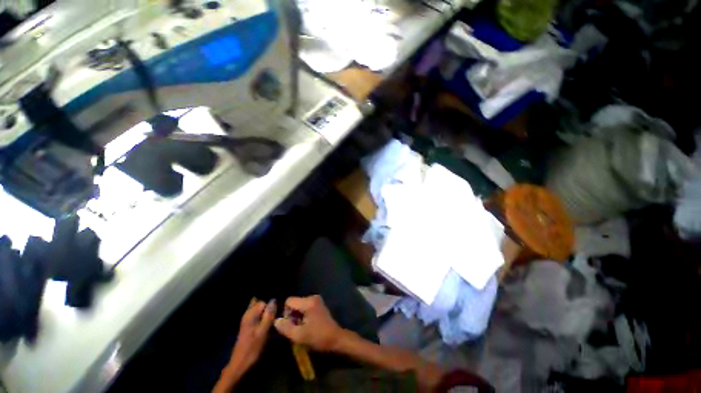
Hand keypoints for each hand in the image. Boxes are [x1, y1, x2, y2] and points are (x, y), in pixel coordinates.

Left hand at [228, 299, 276, 371]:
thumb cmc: (252, 348)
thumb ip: (268, 315)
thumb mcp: (263, 332)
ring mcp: (249, 319)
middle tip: (281, 309)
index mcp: (250, 314)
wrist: (240, 365)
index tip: (281, 307)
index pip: (264, 300)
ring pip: (260, 308)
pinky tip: (272, 319)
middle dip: (270, 304)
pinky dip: (265, 315)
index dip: (273, 303)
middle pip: (261, 302)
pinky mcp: (251, 325)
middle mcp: (248, 314)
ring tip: (278, 314)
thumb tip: (274, 299)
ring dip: (269, 310)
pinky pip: (260, 315)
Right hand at [274, 295, 343, 351]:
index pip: (289, 301)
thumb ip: (286, 327)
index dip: (286, 313)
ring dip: (297, 317)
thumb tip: (276, 320)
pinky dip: (303, 316)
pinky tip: (307, 326)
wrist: (336, 339)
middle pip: (294, 303)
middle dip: (292, 316)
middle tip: (296, 329)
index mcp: (308, 302)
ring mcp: (317, 301)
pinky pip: (305, 308)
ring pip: (299, 306)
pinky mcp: (319, 305)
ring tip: (302, 329)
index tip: (290, 325)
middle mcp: (313, 297)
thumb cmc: (318, 337)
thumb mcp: (299, 336)